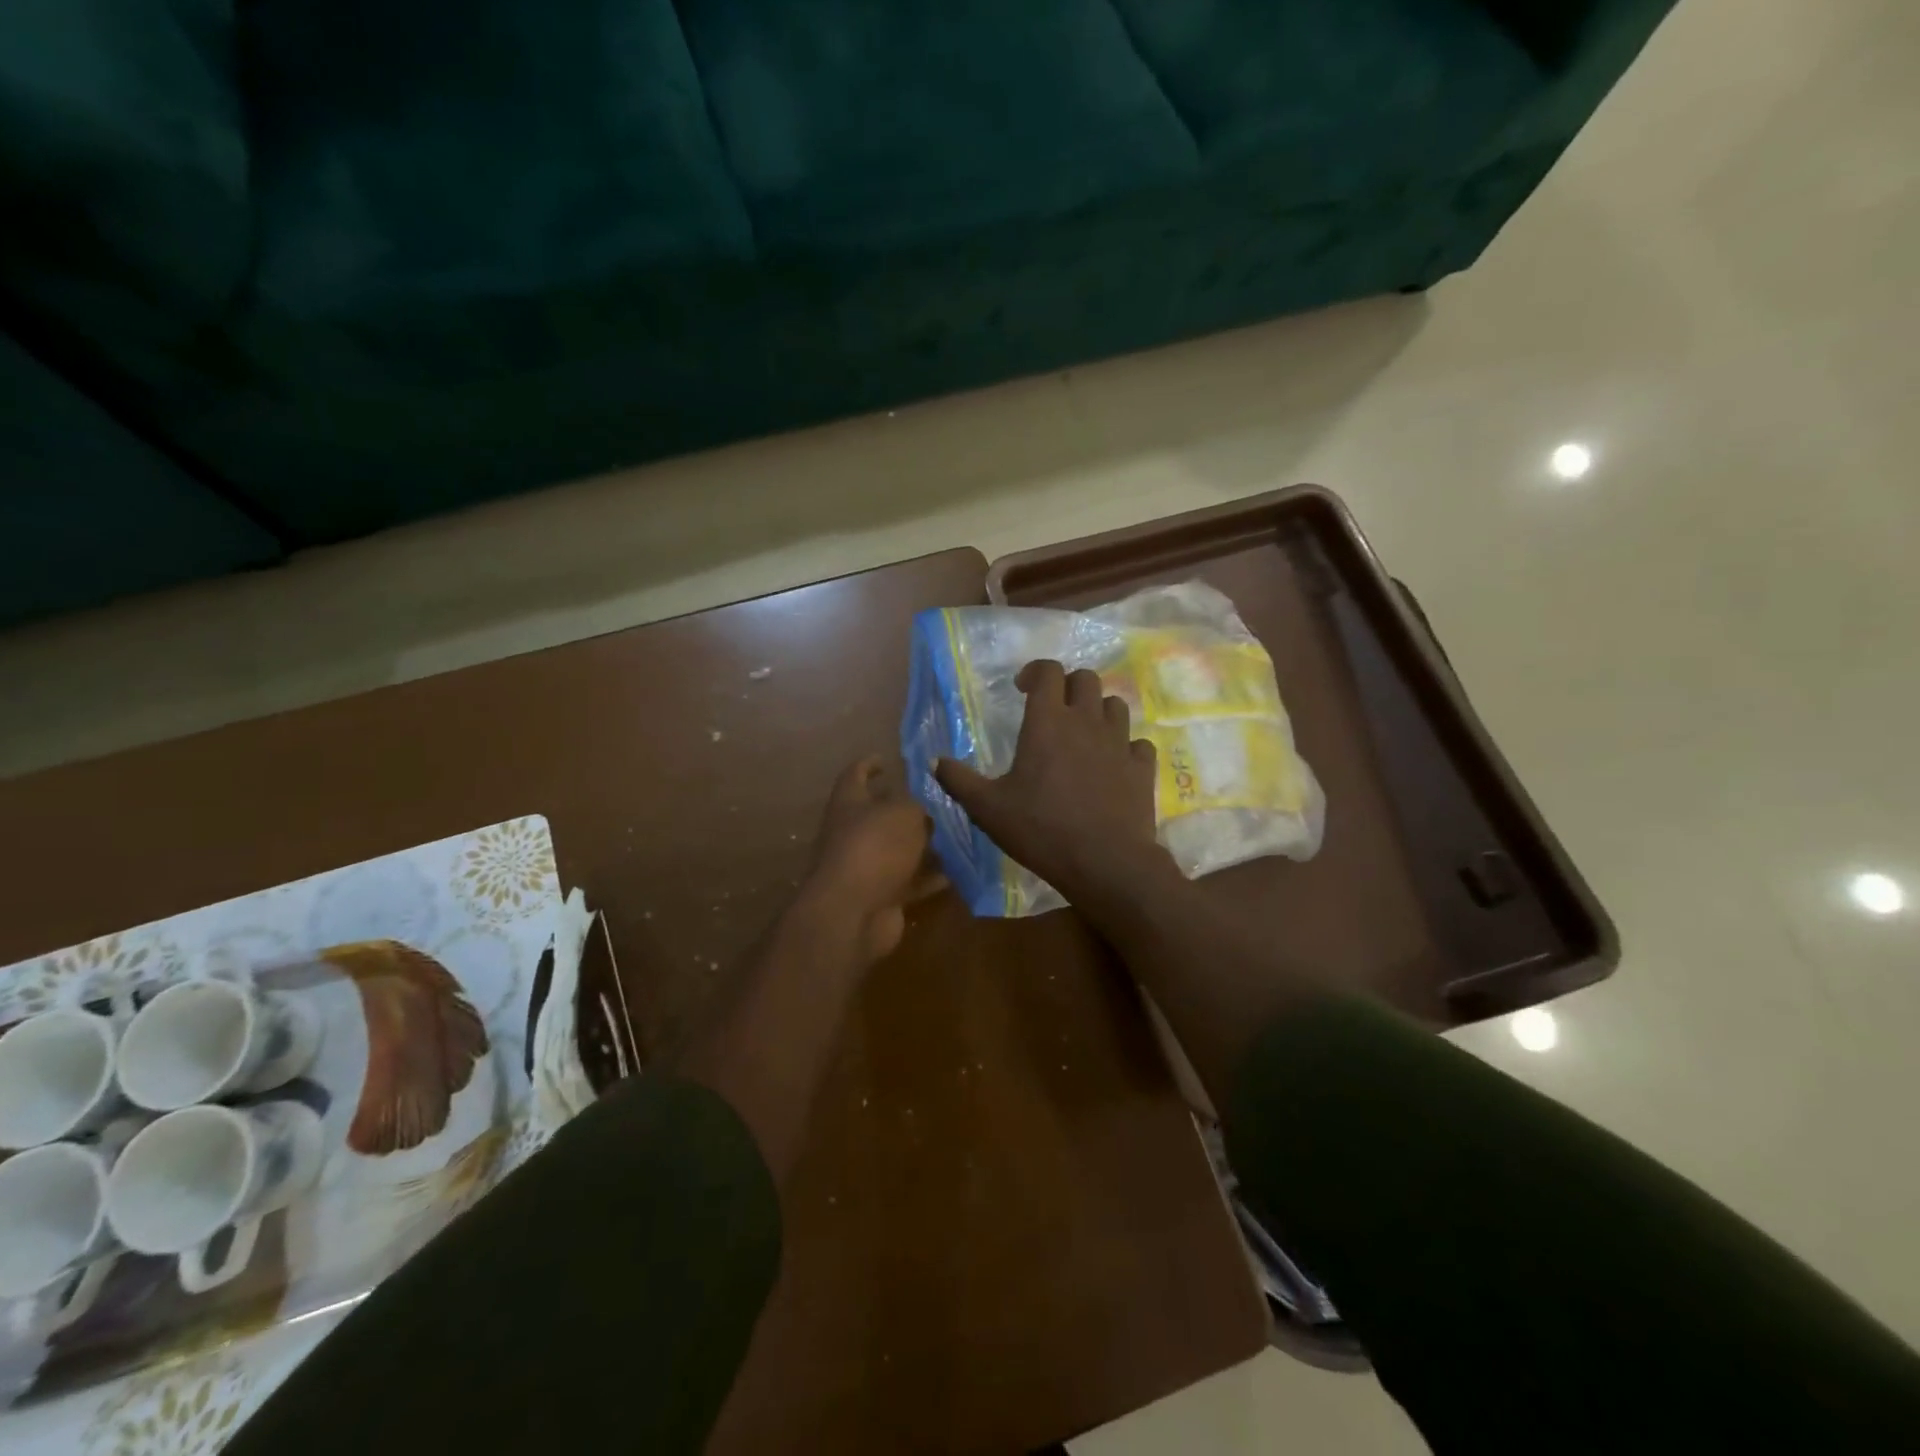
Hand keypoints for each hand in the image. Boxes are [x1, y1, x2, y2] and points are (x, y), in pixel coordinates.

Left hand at [800, 756, 941, 962]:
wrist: (853, 912)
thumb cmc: (875, 848)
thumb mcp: (904, 814)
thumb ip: (917, 806)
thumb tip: (923, 812)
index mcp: (850, 804)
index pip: (855, 775)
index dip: (868, 764)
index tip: (885, 758)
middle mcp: (853, 833)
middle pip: (880, 815)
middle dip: (906, 809)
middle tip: (940, 801)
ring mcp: (866, 868)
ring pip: (898, 851)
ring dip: (923, 845)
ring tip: (957, 834)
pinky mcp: (881, 897)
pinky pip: (910, 882)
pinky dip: (930, 877)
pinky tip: (958, 871)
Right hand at [935, 660, 1173, 906]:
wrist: (1105, 862)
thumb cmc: (1041, 829)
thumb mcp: (987, 808)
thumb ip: (958, 780)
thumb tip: (935, 761)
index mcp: (1048, 722)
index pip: (1048, 672)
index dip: (1035, 672)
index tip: (1022, 689)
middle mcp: (1087, 721)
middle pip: (1086, 679)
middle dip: (1068, 686)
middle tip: (1054, 710)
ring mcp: (1120, 742)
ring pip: (1116, 705)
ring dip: (1098, 711)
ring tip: (1084, 734)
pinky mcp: (1142, 767)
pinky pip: (1138, 743)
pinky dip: (1126, 746)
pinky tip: (1114, 764)